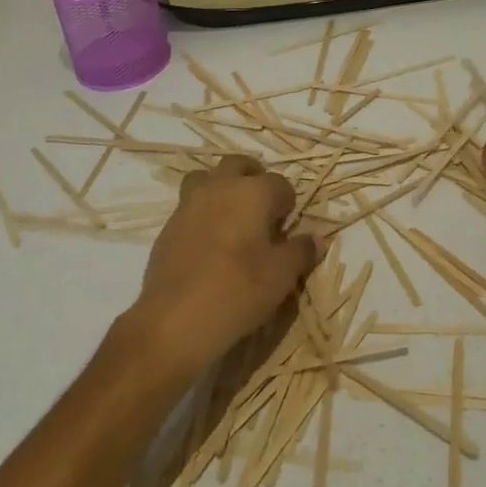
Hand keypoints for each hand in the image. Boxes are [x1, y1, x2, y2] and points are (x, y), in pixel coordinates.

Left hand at [130, 156, 319, 377]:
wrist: (173, 320)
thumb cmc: (237, 291)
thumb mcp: (281, 276)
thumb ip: (300, 252)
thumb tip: (317, 239)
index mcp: (253, 192)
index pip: (280, 183)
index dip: (287, 204)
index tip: (287, 228)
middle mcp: (220, 186)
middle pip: (239, 165)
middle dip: (253, 179)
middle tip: (261, 211)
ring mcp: (189, 202)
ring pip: (208, 178)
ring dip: (222, 188)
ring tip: (231, 218)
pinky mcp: (168, 225)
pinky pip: (189, 205)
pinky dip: (201, 213)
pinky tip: (208, 243)